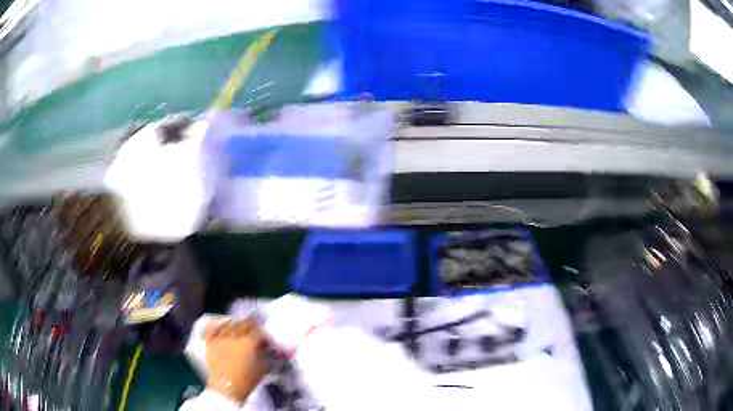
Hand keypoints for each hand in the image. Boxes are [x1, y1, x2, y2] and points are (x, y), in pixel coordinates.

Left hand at [205, 319, 267, 403]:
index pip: (259, 330)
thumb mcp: (262, 368)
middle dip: (251, 326)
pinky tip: (222, 327)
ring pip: (229, 323)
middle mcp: (234, 336)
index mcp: (249, 343)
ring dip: (236, 324)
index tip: (265, 338)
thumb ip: (264, 353)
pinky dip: (218, 325)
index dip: (263, 333)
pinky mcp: (210, 342)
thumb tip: (264, 346)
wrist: (226, 388)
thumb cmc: (247, 381)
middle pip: (244, 323)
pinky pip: (213, 328)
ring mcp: (220, 338)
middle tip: (254, 331)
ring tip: (238, 328)